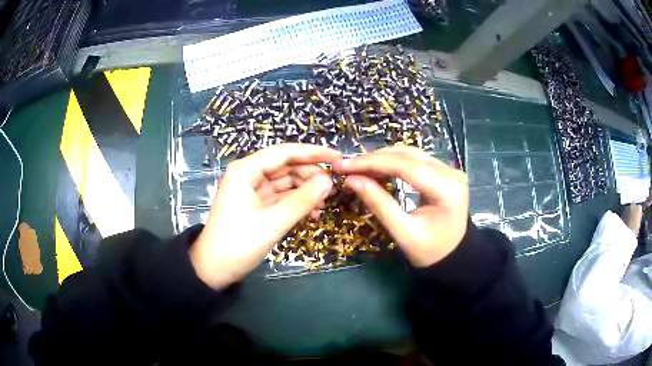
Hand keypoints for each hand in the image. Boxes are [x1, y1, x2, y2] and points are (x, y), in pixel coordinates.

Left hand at [190, 144, 341, 288]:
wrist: (214, 269)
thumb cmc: (238, 244)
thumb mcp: (272, 222)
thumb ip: (302, 200)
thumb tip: (329, 181)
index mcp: (246, 170)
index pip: (284, 152)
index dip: (313, 153)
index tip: (338, 157)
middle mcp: (249, 174)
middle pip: (286, 166)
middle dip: (310, 174)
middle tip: (335, 186)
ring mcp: (252, 190)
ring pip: (285, 182)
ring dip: (306, 190)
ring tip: (326, 201)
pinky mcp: (256, 205)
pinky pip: (281, 197)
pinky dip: (297, 202)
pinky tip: (313, 212)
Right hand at [332, 146, 468, 267]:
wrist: (452, 256)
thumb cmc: (430, 251)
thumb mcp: (403, 232)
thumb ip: (379, 204)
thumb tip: (351, 180)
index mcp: (447, 189)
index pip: (405, 166)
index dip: (372, 163)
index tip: (343, 166)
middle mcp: (451, 172)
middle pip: (407, 156)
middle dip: (374, 159)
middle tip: (346, 167)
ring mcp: (449, 169)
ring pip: (410, 154)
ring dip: (382, 159)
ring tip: (357, 168)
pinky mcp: (443, 171)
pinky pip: (414, 160)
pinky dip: (393, 163)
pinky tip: (376, 170)